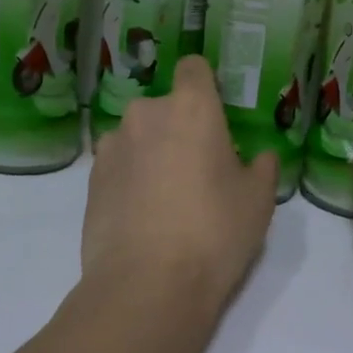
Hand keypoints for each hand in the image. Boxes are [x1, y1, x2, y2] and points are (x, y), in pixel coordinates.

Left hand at [82, 55, 277, 310]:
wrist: (147, 285)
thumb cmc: (214, 232)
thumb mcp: (258, 201)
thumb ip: (262, 168)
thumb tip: (259, 157)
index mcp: (191, 108)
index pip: (194, 68)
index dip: (205, 85)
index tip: (217, 114)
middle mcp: (145, 115)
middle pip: (165, 108)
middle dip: (180, 130)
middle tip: (199, 171)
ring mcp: (112, 147)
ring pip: (139, 138)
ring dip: (152, 155)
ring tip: (167, 200)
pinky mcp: (90, 181)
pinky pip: (119, 167)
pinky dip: (130, 181)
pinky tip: (143, 218)